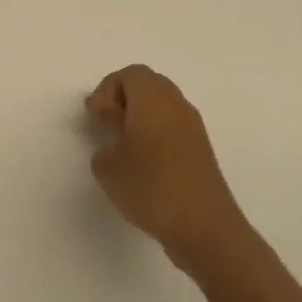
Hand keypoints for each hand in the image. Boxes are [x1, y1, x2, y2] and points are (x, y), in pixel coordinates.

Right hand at [86, 65, 249, 274]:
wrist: (204, 227)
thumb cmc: (150, 187)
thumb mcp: (108, 162)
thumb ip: (104, 135)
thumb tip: (115, 126)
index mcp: (153, 98)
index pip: (129, 74)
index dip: (107, 91)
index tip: (96, 119)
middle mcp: (176, 104)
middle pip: (148, 84)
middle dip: (123, 100)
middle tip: (107, 128)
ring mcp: (193, 126)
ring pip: (162, 105)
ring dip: (140, 117)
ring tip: (123, 149)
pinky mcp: (201, 149)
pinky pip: (173, 125)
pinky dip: (155, 133)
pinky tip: (144, 164)